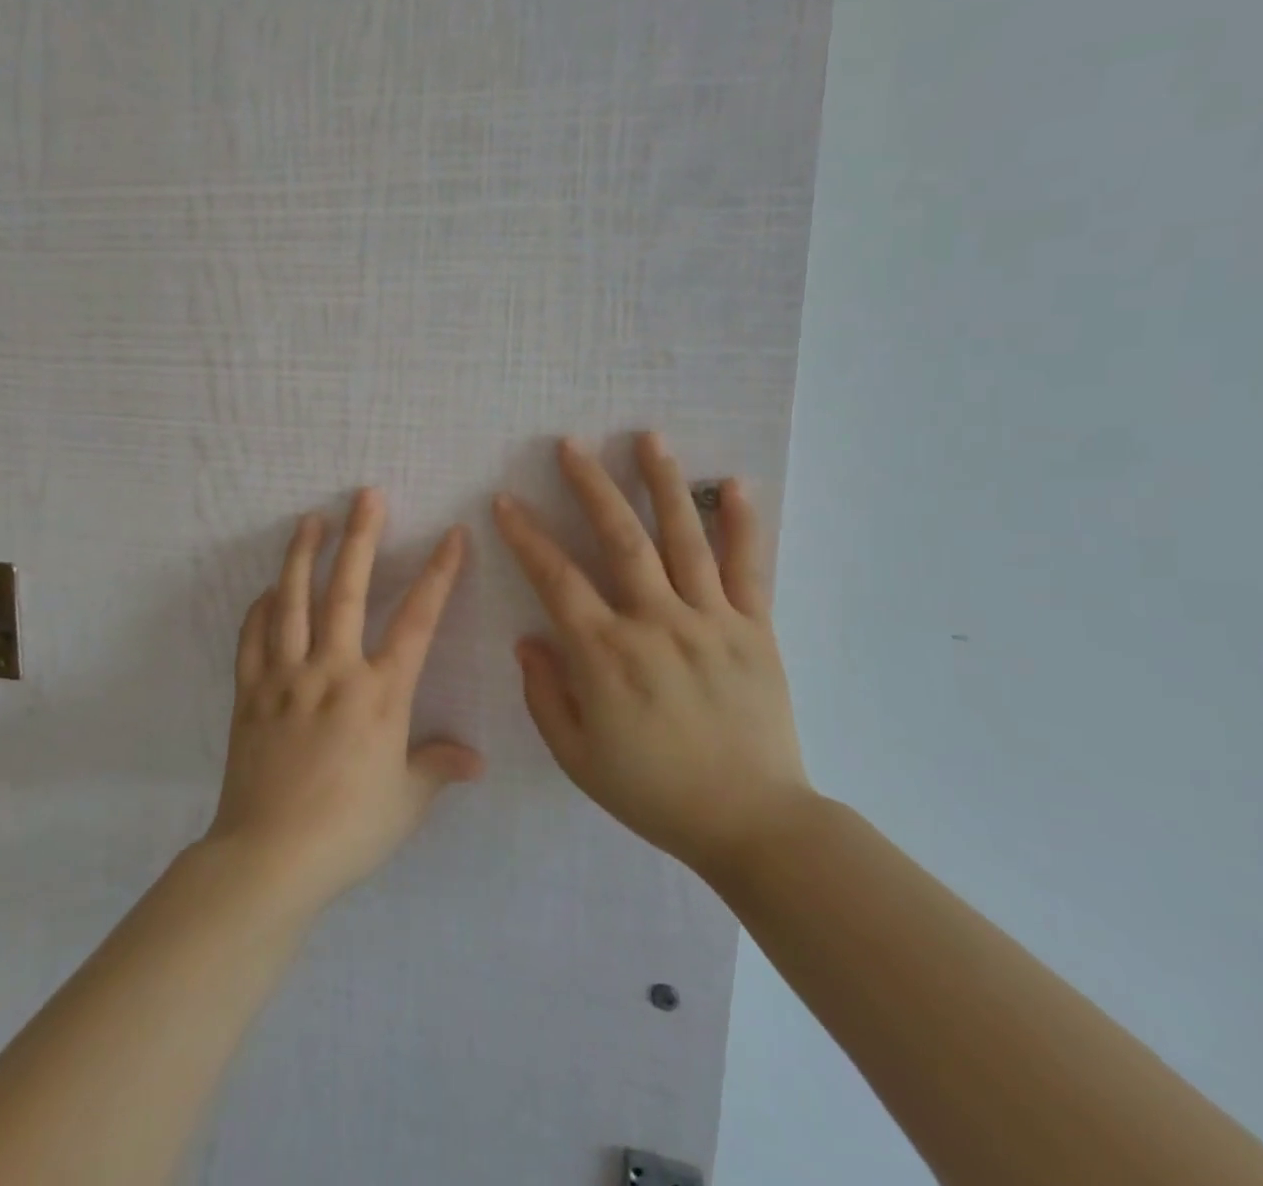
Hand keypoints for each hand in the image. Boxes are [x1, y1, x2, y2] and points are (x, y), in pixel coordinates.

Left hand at [206, 489, 483, 910]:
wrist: (269, 858)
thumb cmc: (348, 830)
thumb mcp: (406, 802)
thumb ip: (437, 768)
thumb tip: (475, 761)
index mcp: (379, 694)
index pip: (417, 621)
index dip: (438, 575)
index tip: (452, 535)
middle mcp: (333, 671)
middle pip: (347, 591)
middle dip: (361, 538)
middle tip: (366, 495)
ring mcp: (285, 678)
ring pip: (292, 602)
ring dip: (302, 556)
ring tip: (310, 520)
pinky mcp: (250, 693)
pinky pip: (252, 639)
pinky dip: (260, 610)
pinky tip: (267, 591)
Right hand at [492, 433, 810, 880]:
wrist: (753, 824)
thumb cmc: (654, 792)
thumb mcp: (577, 756)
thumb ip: (545, 694)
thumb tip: (529, 640)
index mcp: (607, 655)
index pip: (556, 579)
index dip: (526, 536)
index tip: (506, 502)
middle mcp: (656, 623)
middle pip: (621, 538)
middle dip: (591, 486)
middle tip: (572, 444)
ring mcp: (711, 621)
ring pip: (684, 538)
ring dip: (663, 483)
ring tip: (648, 437)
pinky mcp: (756, 630)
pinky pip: (749, 568)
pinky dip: (741, 524)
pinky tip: (734, 484)